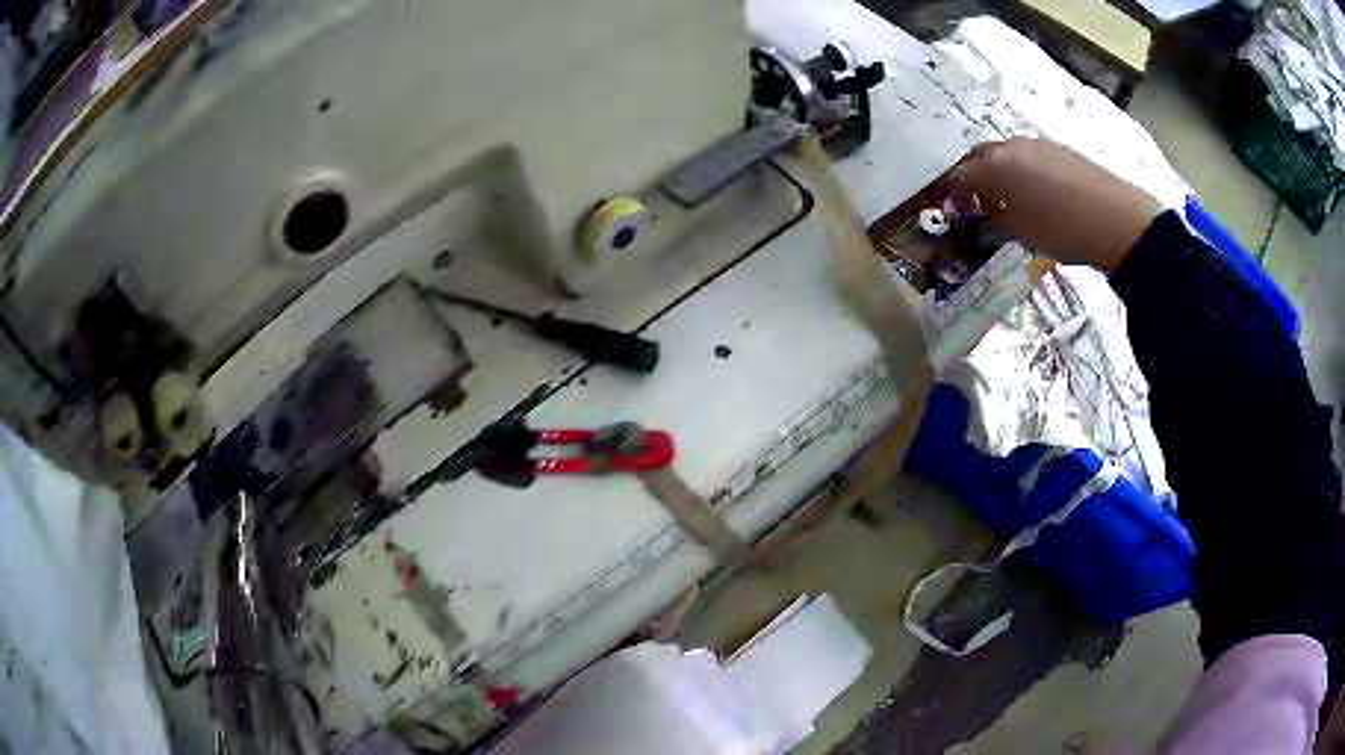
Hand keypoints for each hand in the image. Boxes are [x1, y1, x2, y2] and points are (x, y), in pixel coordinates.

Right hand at [947, 138, 1162, 272]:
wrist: (1116, 220)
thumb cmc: (1062, 230)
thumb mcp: (1022, 235)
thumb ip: (997, 222)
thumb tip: (987, 216)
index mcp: (995, 167)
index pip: (960, 177)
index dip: (954, 195)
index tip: (959, 212)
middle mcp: (1011, 147)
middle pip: (979, 156)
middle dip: (974, 177)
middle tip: (981, 203)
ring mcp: (1037, 144)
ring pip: (1006, 153)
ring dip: (1000, 172)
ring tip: (1012, 200)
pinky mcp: (1060, 148)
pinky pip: (1030, 155)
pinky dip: (1023, 170)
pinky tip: (1039, 193)